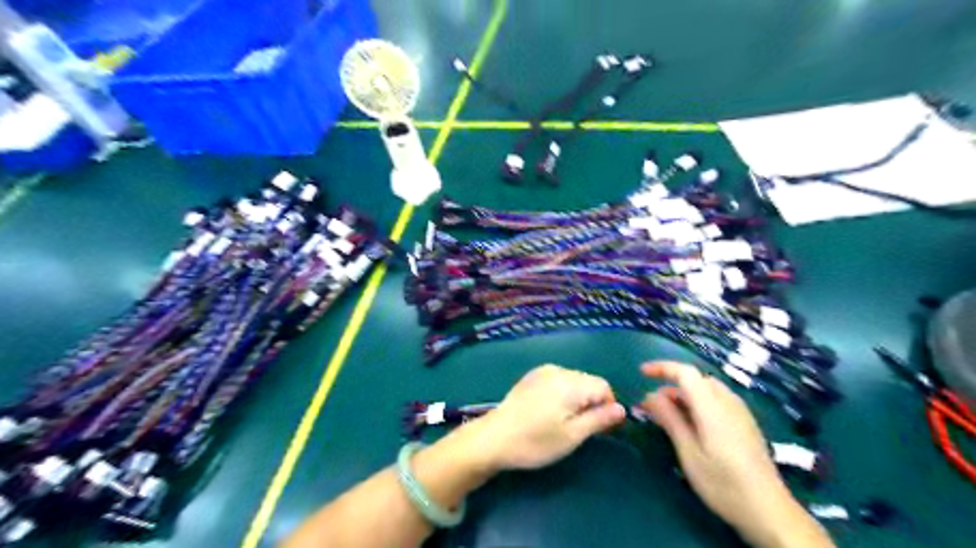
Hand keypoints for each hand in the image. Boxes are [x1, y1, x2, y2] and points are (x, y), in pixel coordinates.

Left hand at [474, 363, 623, 470]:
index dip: (608, 406)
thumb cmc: (535, 441)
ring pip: (573, 380)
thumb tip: (622, 409)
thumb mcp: (572, 436)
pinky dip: (561, 393)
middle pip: (588, 381)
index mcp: (570, 383)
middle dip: (592, 402)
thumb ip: (599, 419)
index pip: (604, 386)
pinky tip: (548, 411)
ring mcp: (542, 371)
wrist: (494, 438)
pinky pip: (557, 380)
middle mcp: (558, 370)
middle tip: (581, 428)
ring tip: (562, 421)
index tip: (600, 428)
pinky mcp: (530, 376)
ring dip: (576, 398)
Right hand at [642, 361, 830, 545]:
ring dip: (685, 395)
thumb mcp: (689, 452)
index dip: (662, 368)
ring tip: (669, 417)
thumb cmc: (723, 483)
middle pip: (696, 380)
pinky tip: (693, 426)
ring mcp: (741, 413)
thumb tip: (650, 396)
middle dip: (671, 386)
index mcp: (712, 406)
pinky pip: (718, 401)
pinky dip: (699, 403)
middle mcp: (728, 402)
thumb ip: (670, 419)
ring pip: (708, 390)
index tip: (642, 373)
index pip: (685, 373)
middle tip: (652, 406)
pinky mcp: (746, 424)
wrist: (769, 511)